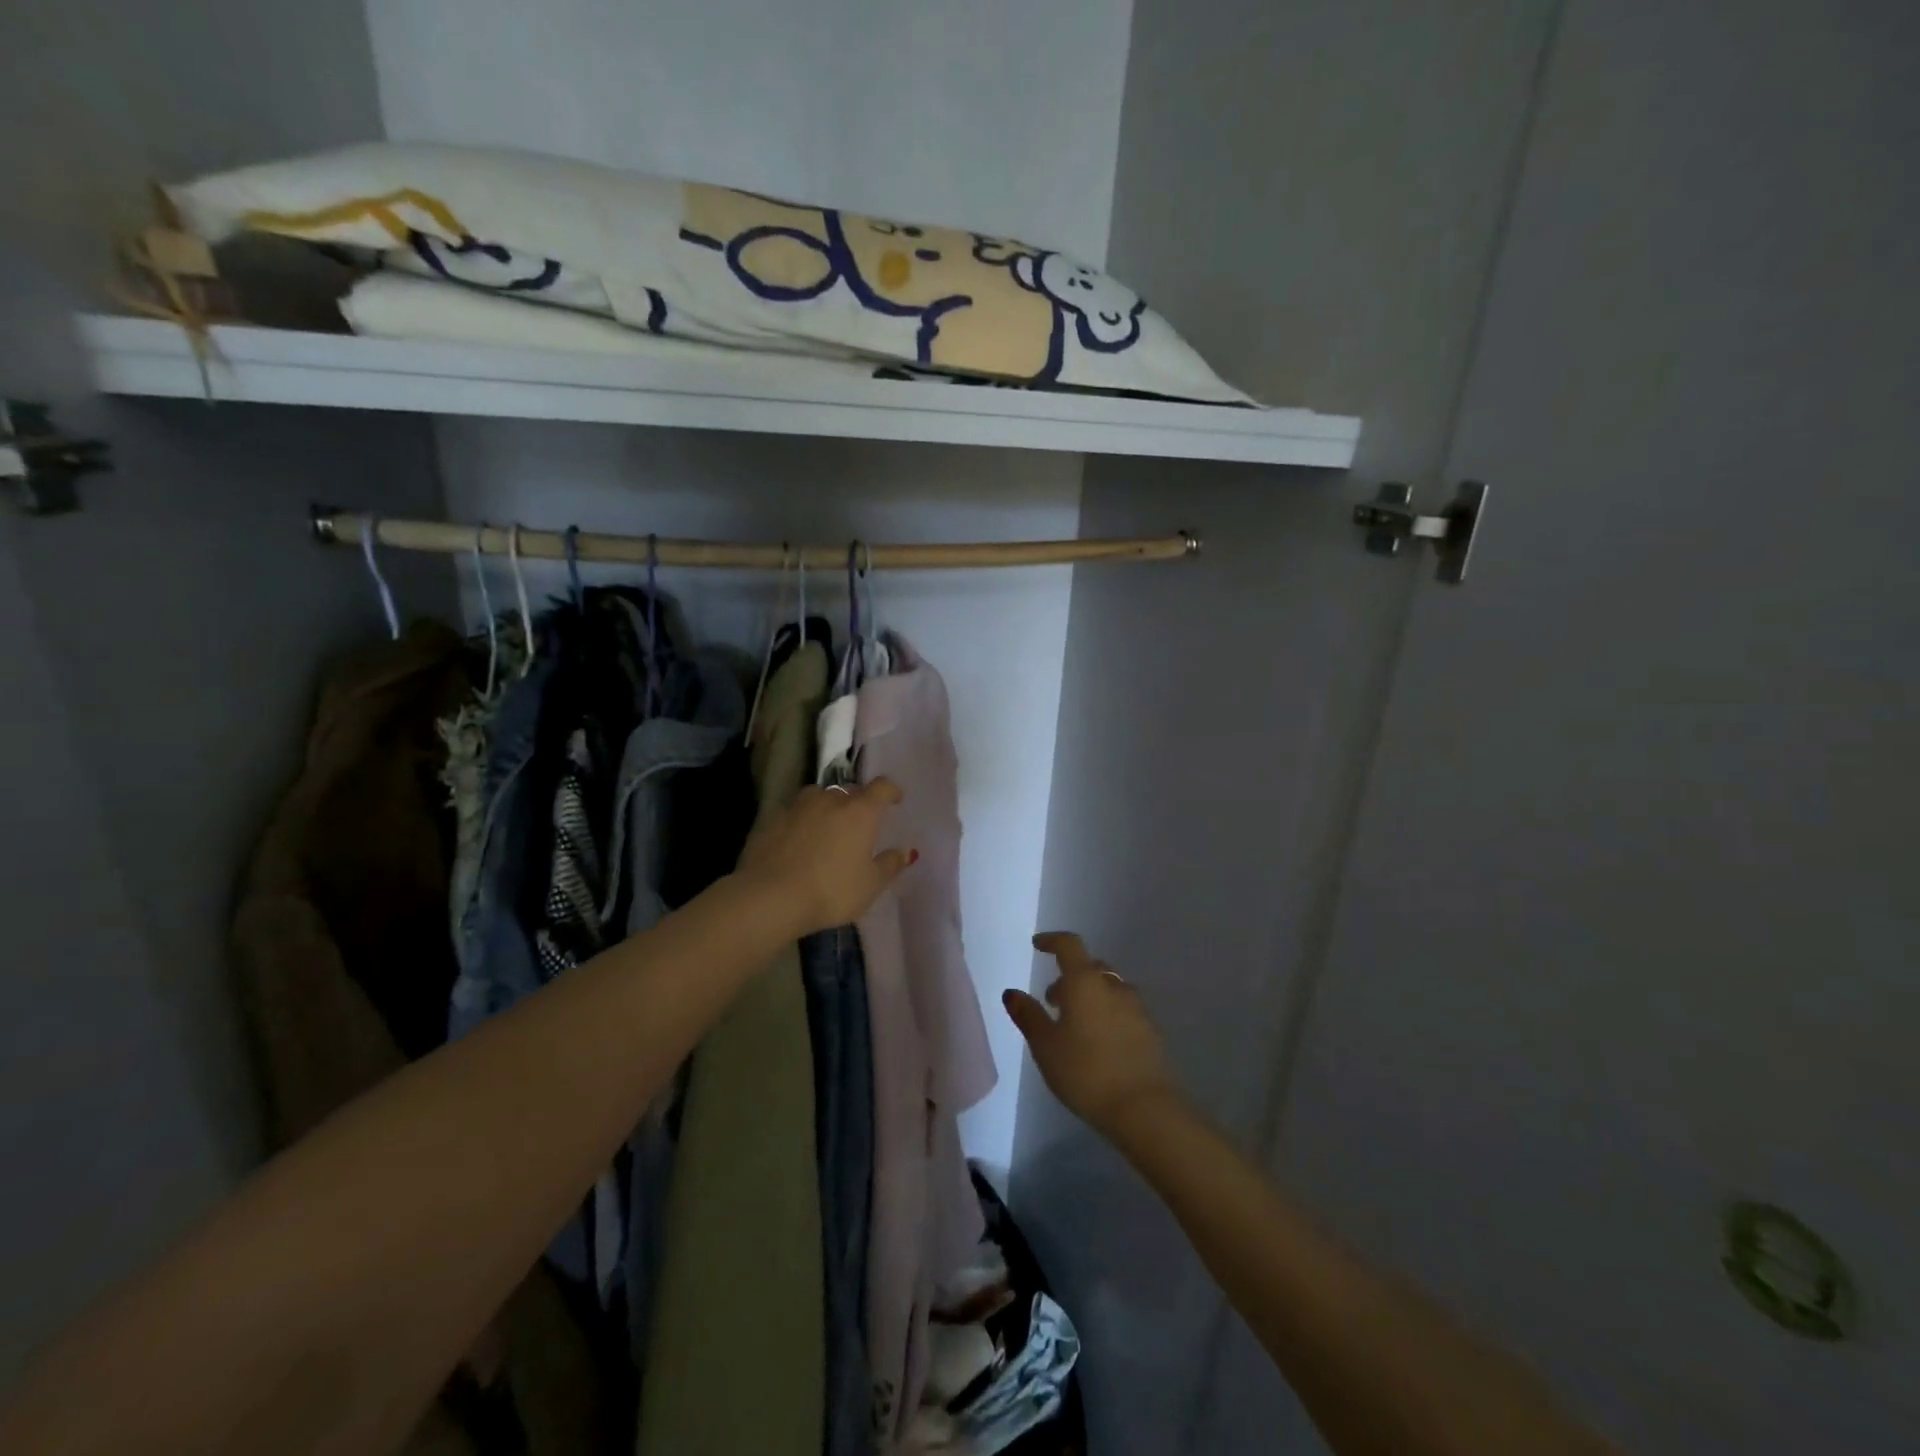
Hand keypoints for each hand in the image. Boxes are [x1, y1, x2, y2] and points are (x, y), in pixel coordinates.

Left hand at [737, 779, 912, 937]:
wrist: (770, 897)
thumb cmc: (831, 891)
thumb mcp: (870, 886)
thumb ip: (890, 865)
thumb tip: (905, 852)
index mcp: (860, 812)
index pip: (881, 787)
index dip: (891, 791)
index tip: (895, 799)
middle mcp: (829, 800)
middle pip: (849, 791)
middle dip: (857, 803)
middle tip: (859, 824)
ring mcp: (797, 806)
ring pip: (818, 797)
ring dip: (826, 807)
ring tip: (826, 829)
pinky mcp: (771, 818)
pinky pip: (793, 813)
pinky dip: (800, 821)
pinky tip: (797, 841)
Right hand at [1003, 931, 1183, 1139]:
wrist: (1143, 1107)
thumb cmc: (1085, 1071)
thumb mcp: (1045, 1045)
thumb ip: (1028, 1015)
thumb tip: (1012, 993)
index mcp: (1085, 981)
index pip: (1068, 945)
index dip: (1051, 940)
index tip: (1038, 945)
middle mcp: (1113, 986)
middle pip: (1090, 967)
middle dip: (1069, 976)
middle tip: (1052, 1000)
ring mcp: (1136, 1007)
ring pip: (1109, 988)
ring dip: (1090, 995)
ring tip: (1075, 1023)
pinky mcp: (1150, 1030)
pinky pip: (1124, 1009)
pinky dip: (1108, 1013)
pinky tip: (1100, 1041)